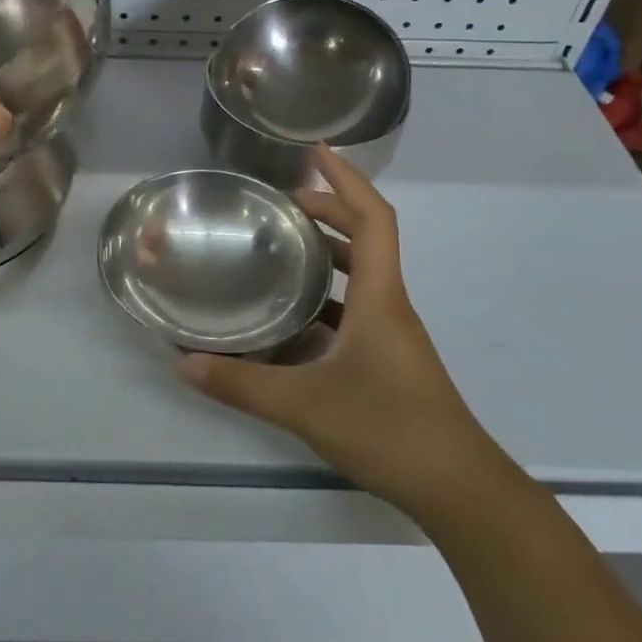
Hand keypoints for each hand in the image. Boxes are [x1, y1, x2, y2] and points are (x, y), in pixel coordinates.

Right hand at [177, 147, 503, 513]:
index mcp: (378, 296)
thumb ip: (241, 384)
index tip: (315, 153)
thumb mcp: (304, 406)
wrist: (457, 488)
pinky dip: (326, 294)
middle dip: (326, 209)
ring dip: (327, 250)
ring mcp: (391, 332)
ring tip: (280, 245)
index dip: (346, 179)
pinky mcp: (388, 357)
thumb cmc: (388, 429)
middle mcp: (388, 303)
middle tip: (278, 203)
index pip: (371, 217)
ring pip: (361, 273)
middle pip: (365, 236)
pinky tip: (292, 315)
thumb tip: (184, 363)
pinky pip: (356, 306)